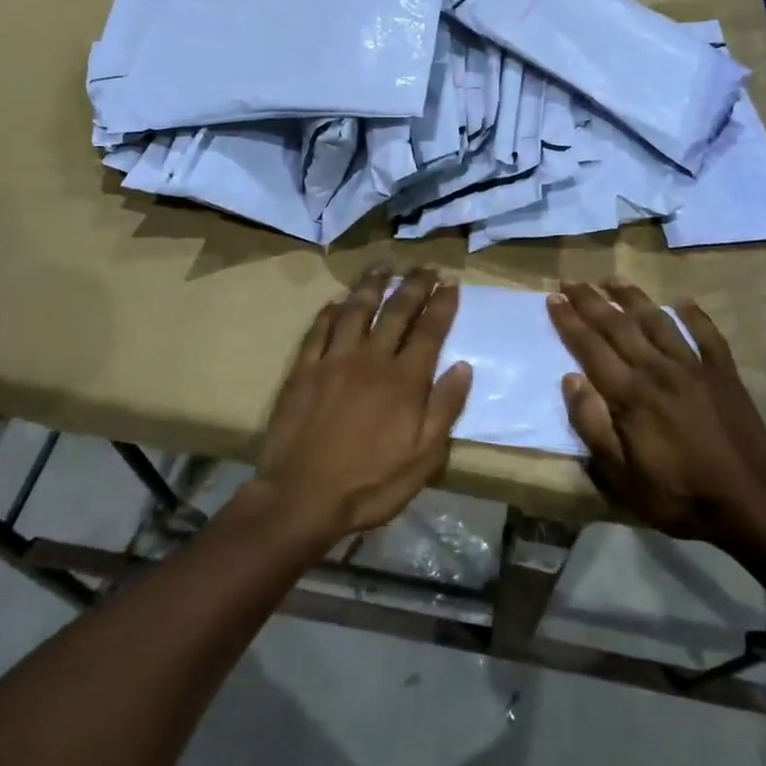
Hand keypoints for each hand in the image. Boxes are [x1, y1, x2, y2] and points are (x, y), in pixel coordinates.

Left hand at [254, 266, 472, 546]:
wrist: (302, 497)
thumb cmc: (370, 484)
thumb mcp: (423, 458)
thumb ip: (445, 408)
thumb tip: (463, 366)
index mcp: (404, 380)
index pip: (429, 331)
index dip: (442, 305)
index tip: (451, 283)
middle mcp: (371, 359)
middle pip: (396, 312)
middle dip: (414, 286)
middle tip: (425, 268)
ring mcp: (334, 361)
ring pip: (356, 311)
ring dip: (372, 286)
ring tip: (384, 268)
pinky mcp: (304, 370)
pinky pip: (319, 330)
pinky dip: (330, 311)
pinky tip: (337, 301)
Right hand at [547, 281, 765, 542]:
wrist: (750, 502)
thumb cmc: (678, 494)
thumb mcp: (621, 475)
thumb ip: (592, 425)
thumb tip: (570, 379)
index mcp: (629, 394)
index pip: (590, 347)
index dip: (569, 321)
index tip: (553, 297)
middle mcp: (657, 369)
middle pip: (618, 326)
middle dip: (591, 301)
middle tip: (571, 280)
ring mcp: (693, 366)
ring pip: (657, 321)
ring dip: (633, 297)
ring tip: (613, 279)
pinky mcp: (723, 372)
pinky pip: (707, 334)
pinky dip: (694, 314)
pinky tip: (682, 300)